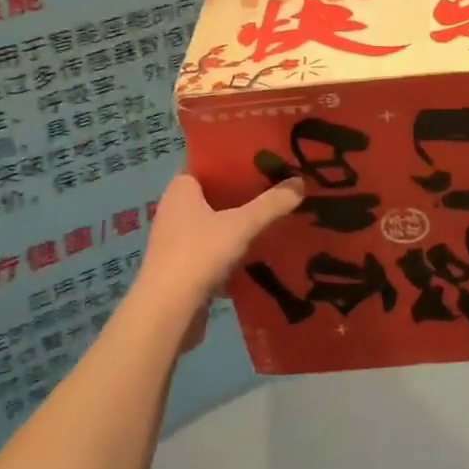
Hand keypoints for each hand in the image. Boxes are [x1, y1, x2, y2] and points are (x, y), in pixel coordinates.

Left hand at [133, 173, 303, 348]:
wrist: (167, 312)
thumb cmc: (198, 254)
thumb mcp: (242, 225)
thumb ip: (271, 204)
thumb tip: (301, 182)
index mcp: (181, 188)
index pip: (207, 161)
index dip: (233, 157)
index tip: (262, 156)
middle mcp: (174, 208)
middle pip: (214, 192)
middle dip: (242, 190)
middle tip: (276, 183)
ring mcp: (176, 239)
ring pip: (214, 221)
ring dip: (239, 220)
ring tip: (273, 213)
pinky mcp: (182, 266)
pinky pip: (213, 247)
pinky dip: (233, 246)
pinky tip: (259, 248)